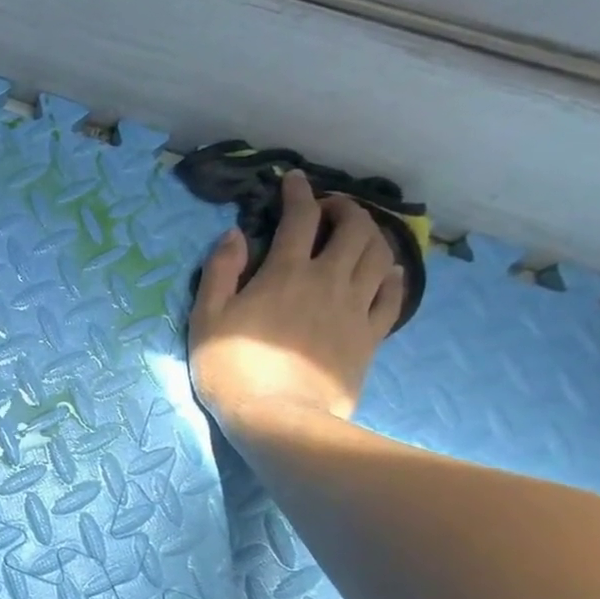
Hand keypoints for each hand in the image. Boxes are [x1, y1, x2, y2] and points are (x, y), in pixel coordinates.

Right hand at [188, 171, 403, 438]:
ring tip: (359, 235)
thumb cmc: (232, 369)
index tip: (293, 180)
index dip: (298, 193)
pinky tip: (386, 273)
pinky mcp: (370, 336)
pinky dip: (392, 276)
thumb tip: (236, 234)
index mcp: (286, 273)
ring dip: (372, 235)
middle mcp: (328, 280)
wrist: (278, 418)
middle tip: (329, 209)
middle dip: (344, 208)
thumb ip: (221, 272)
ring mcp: (355, 308)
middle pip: (353, 229)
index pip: (299, 218)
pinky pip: (392, 297)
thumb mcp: (207, 319)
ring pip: (378, 256)